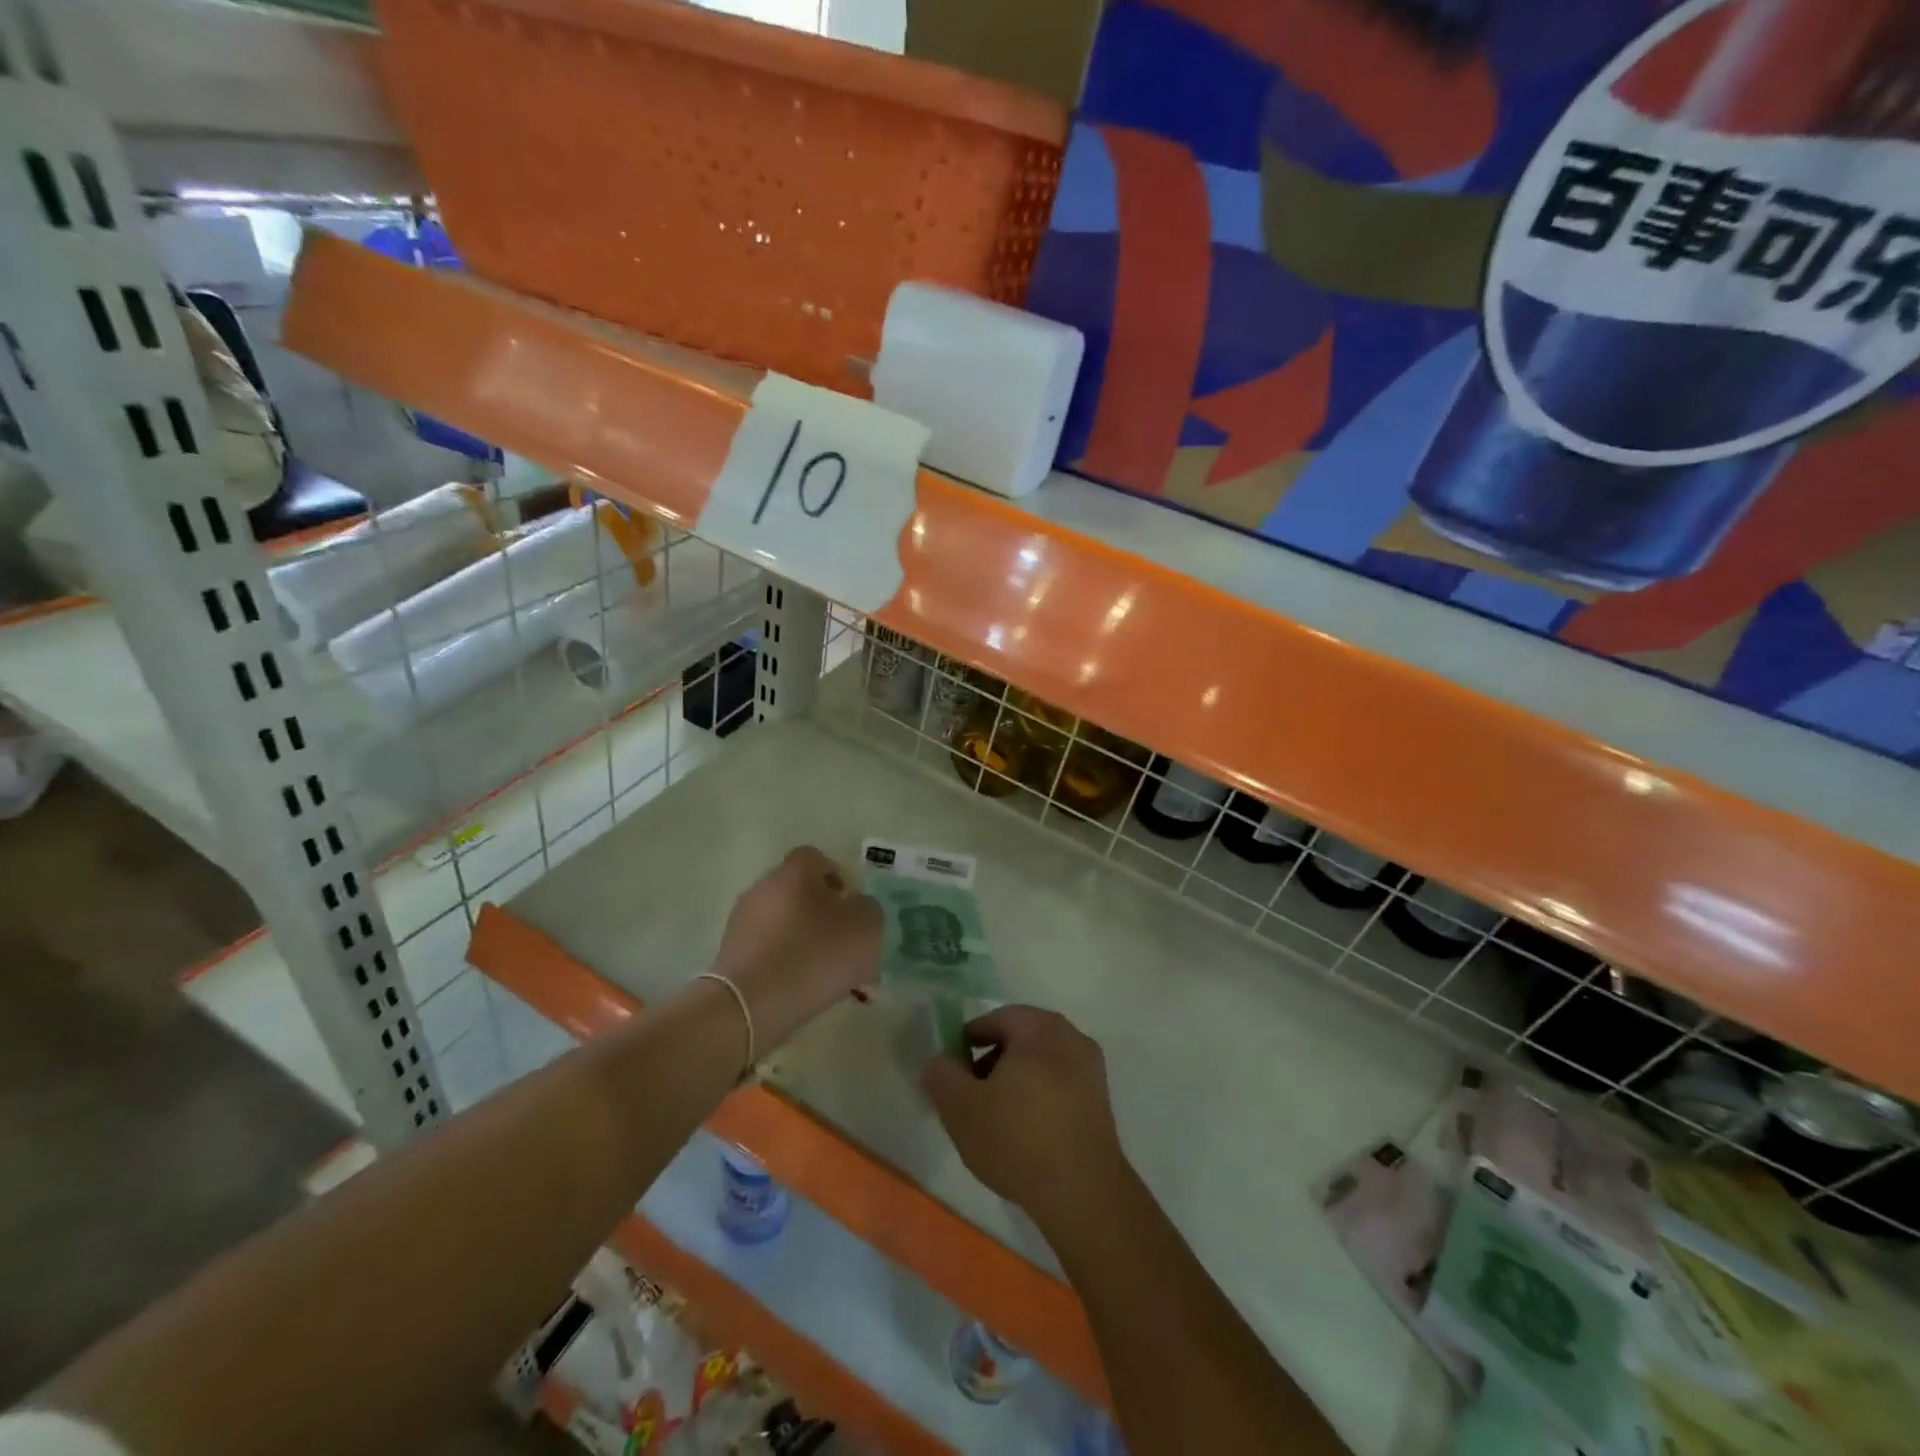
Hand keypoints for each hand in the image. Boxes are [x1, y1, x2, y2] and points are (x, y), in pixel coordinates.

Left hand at [712, 846, 881, 1046]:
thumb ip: (868, 909)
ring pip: (790, 928)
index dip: (839, 879)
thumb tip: (856, 908)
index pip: (817, 859)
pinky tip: (810, 994)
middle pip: (803, 895)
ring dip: (812, 947)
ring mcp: (744, 923)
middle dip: (829, 920)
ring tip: (837, 981)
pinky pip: (772, 954)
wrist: (751, 1005)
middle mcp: (765, 888)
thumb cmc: (815, 954)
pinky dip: (791, 968)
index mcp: (795, 872)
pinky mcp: (733, 956)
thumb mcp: (866, 927)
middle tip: (851, 948)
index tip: (853, 907)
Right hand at [922, 1006, 1129, 1233]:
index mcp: (1040, 1027)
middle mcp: (1071, 1037)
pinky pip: (1059, 1085)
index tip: (954, 1073)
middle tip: (971, 1095)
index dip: (968, 1042)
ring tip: (996, 1119)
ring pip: (1040, 1063)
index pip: (996, 1019)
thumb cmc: (1017, 1139)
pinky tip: (1024, 1133)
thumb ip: (942, 1074)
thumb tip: (943, 1060)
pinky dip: (1038, 1097)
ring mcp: (1091, 1069)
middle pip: (1020, 1040)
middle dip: (991, 1062)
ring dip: (1015, 1081)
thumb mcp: (960, 1107)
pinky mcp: (1101, 1101)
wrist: (1083, 1194)